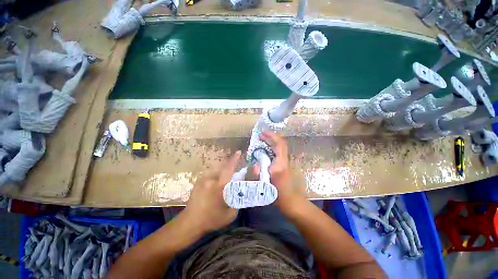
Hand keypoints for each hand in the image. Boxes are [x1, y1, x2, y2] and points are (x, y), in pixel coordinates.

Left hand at [179, 151, 240, 234]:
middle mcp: (210, 179)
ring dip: (223, 171)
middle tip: (235, 174)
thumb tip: (244, 188)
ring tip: (225, 180)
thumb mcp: (231, 214)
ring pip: (217, 170)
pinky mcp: (198, 181)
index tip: (239, 152)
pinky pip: (211, 173)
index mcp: (219, 187)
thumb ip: (238, 199)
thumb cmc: (212, 219)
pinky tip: (216, 184)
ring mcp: (203, 179)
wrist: (190, 222)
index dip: (234, 159)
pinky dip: (217, 174)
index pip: (228, 169)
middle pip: (223, 167)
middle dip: (230, 166)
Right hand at [253, 131, 300, 209]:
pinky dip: (271, 146)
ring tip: (261, 140)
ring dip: (271, 141)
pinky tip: (264, 149)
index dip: (271, 136)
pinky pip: (277, 151)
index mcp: (280, 164)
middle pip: (280, 143)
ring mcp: (284, 161)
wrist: (289, 200)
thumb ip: (258, 174)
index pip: (279, 144)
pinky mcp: (283, 163)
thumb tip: (255, 164)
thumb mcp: (265, 185)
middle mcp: (284, 160)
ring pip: (280, 146)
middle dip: (270, 137)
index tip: (262, 133)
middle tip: (260, 135)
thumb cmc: (277, 194)